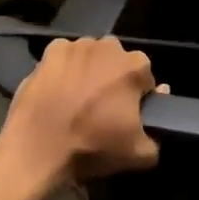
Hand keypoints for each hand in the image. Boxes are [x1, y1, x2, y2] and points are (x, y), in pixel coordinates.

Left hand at [0, 37, 160, 185]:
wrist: (38, 148)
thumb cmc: (92, 146)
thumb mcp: (137, 154)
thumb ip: (157, 133)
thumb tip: (160, 103)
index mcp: (134, 66)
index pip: (145, 78)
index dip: (138, 97)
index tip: (127, 115)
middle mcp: (108, 46)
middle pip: (118, 62)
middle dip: (114, 79)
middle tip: (102, 108)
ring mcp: (77, 46)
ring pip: (91, 56)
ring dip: (89, 71)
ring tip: (76, 100)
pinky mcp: (50, 51)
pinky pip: (64, 57)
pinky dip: (64, 68)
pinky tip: (57, 90)